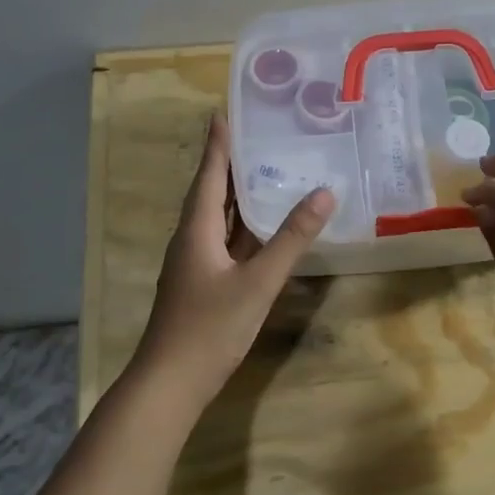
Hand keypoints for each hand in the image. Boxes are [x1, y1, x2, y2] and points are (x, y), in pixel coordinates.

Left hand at [131, 114, 334, 410]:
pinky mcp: (203, 284)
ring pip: (218, 219)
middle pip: (211, 192)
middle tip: (257, 135)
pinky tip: (263, 227)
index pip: (209, 175)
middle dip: (230, 163)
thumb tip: (324, 194)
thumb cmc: (210, 327)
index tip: (224, 111)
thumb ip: (291, 239)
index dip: (218, 144)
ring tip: (265, 170)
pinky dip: (243, 227)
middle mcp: (191, 240)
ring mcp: (195, 264)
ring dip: (237, 194)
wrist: (171, 383)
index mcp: (196, 230)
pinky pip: (225, 242)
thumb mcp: (257, 282)